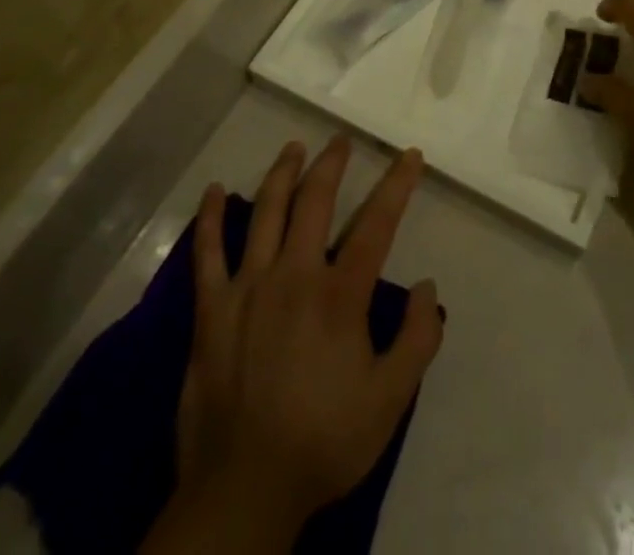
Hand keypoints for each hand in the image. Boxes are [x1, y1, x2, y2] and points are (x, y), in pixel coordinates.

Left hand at [159, 137, 441, 551]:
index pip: (376, 224)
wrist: (243, 490)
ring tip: (293, 147)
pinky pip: (207, 253)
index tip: (409, 155)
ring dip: (282, 173)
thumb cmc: (322, 442)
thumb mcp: (390, 400)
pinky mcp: (211, 310)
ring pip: (266, 212)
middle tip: (341, 141)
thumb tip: (426, 287)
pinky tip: (215, 190)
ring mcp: (248, 288)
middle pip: (315, 201)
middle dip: (332, 164)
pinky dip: (209, 219)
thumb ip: (417, 339)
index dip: (397, 185)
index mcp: (339, 295)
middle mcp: (294, 275)